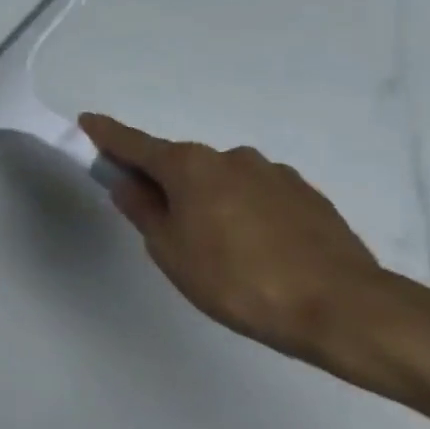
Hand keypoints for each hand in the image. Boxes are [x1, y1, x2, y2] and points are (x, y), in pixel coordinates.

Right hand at [79, 112, 382, 363]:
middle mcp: (230, 157)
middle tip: (160, 225)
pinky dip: (243, 212)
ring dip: (207, 201)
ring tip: (217, 250)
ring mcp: (273, 173)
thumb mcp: (171, 251)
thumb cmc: (237, 280)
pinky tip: (255, 250)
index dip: (107, 135)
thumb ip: (144, 211)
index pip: (135, 144)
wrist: (341, 307)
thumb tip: (127, 183)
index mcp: (190, 166)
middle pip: (181, 164)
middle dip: (164, 183)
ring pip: (222, 181)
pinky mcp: (306, 195)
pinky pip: (256, 196)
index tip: (87, 121)